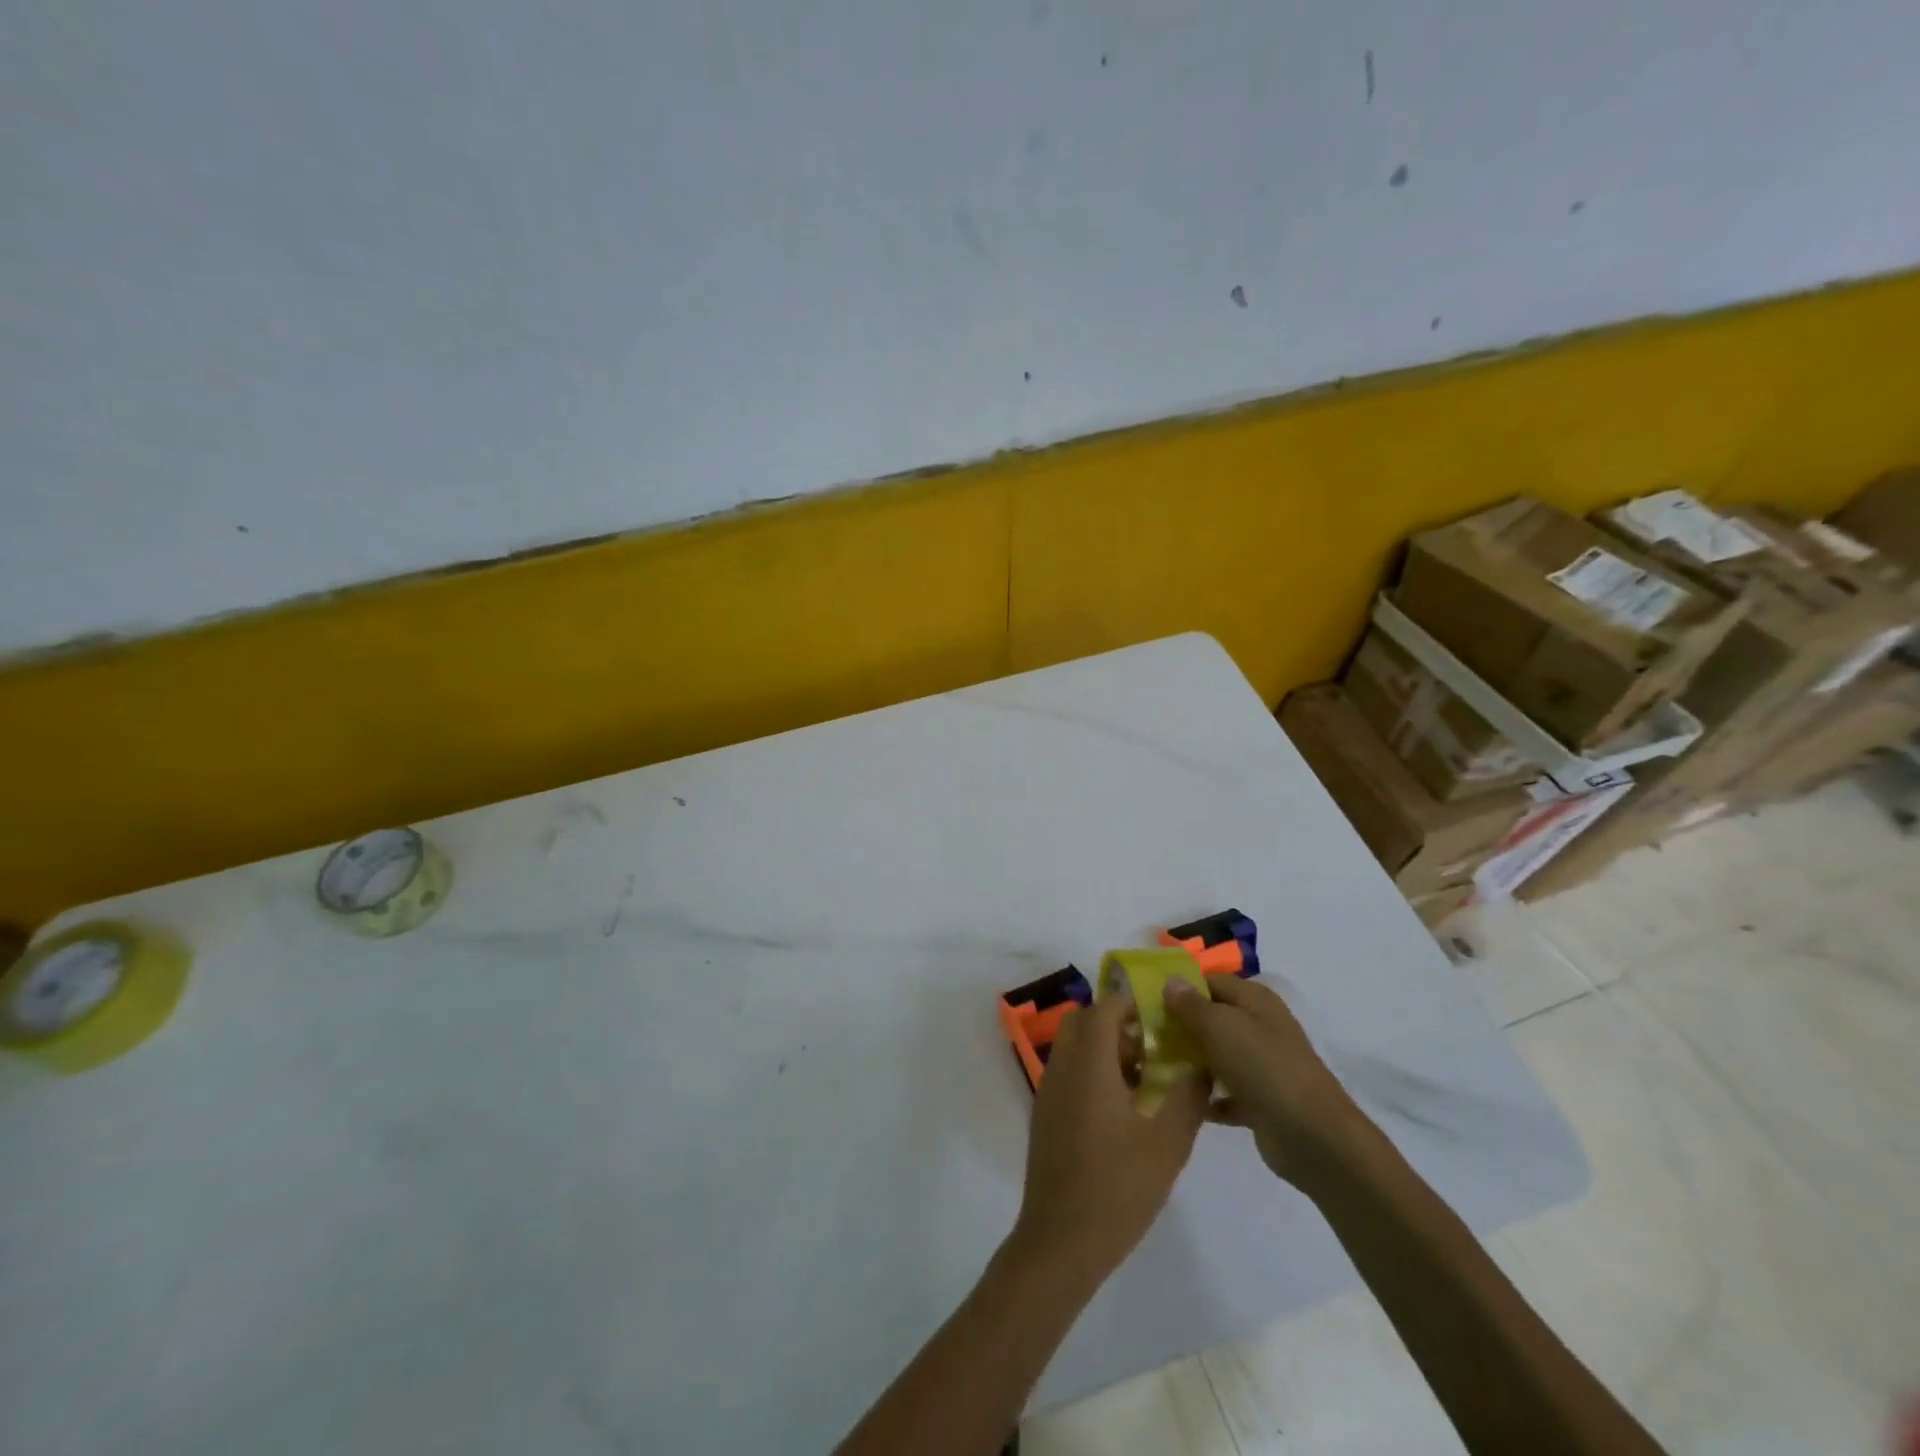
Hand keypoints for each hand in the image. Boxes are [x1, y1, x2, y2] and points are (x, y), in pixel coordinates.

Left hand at [1011, 991, 1207, 1282]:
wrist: (1061, 1241)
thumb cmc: (1118, 1190)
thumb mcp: (1167, 1145)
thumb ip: (1188, 1098)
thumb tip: (1202, 1065)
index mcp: (1088, 1066)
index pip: (1103, 1009)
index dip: (1131, 1004)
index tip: (1161, 1016)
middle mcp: (1062, 1068)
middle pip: (1083, 1021)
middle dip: (1116, 1023)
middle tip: (1152, 1047)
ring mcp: (1048, 1091)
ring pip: (1073, 1046)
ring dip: (1104, 1047)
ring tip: (1144, 1079)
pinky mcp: (1045, 1113)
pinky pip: (1067, 1071)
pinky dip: (1091, 1070)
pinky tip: (1122, 1108)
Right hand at [1164, 975, 1364, 1183]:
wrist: (1313, 1137)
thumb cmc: (1264, 1067)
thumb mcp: (1221, 1026)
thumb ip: (1192, 1004)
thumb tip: (1171, 980)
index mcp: (1255, 1001)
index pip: (1210, 981)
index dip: (1181, 988)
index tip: (1146, 1000)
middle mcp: (1259, 1027)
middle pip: (1212, 1018)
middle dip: (1180, 1026)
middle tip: (1143, 1035)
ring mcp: (1261, 1065)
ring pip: (1216, 1055)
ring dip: (1189, 1061)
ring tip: (1153, 1066)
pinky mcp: (1259, 1101)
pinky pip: (1224, 1092)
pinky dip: (1205, 1095)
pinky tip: (1178, 1099)